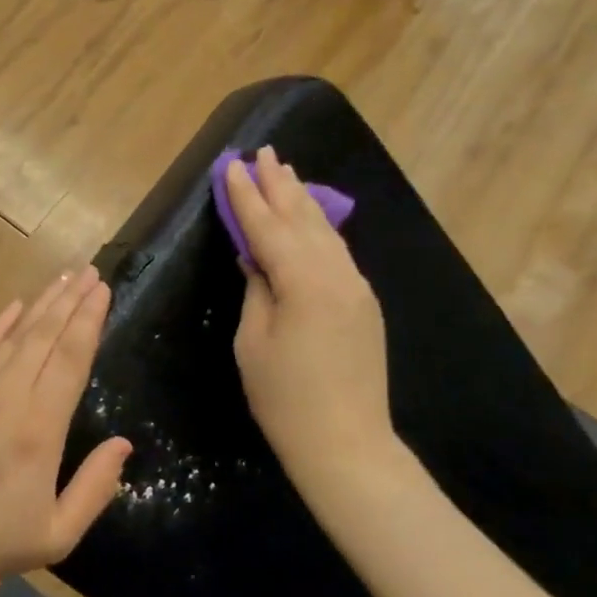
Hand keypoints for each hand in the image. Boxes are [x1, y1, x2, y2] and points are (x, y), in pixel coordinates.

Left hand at [0, 267, 131, 588]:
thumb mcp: (58, 533)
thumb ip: (96, 487)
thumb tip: (124, 445)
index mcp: (41, 426)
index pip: (71, 358)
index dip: (89, 320)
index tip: (102, 290)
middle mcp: (9, 395)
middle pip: (46, 335)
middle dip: (71, 300)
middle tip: (90, 271)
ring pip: (14, 334)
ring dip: (42, 303)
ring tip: (63, 277)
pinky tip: (15, 305)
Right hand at [225, 147, 396, 489]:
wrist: (347, 444)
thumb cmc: (285, 399)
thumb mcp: (253, 342)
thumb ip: (256, 289)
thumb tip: (255, 257)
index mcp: (303, 281)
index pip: (267, 227)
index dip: (246, 196)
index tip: (232, 165)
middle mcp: (336, 273)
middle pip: (302, 218)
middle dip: (280, 184)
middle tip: (264, 151)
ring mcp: (356, 287)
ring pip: (324, 231)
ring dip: (303, 200)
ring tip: (287, 172)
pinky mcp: (364, 303)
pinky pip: (336, 252)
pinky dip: (318, 229)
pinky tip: (310, 220)